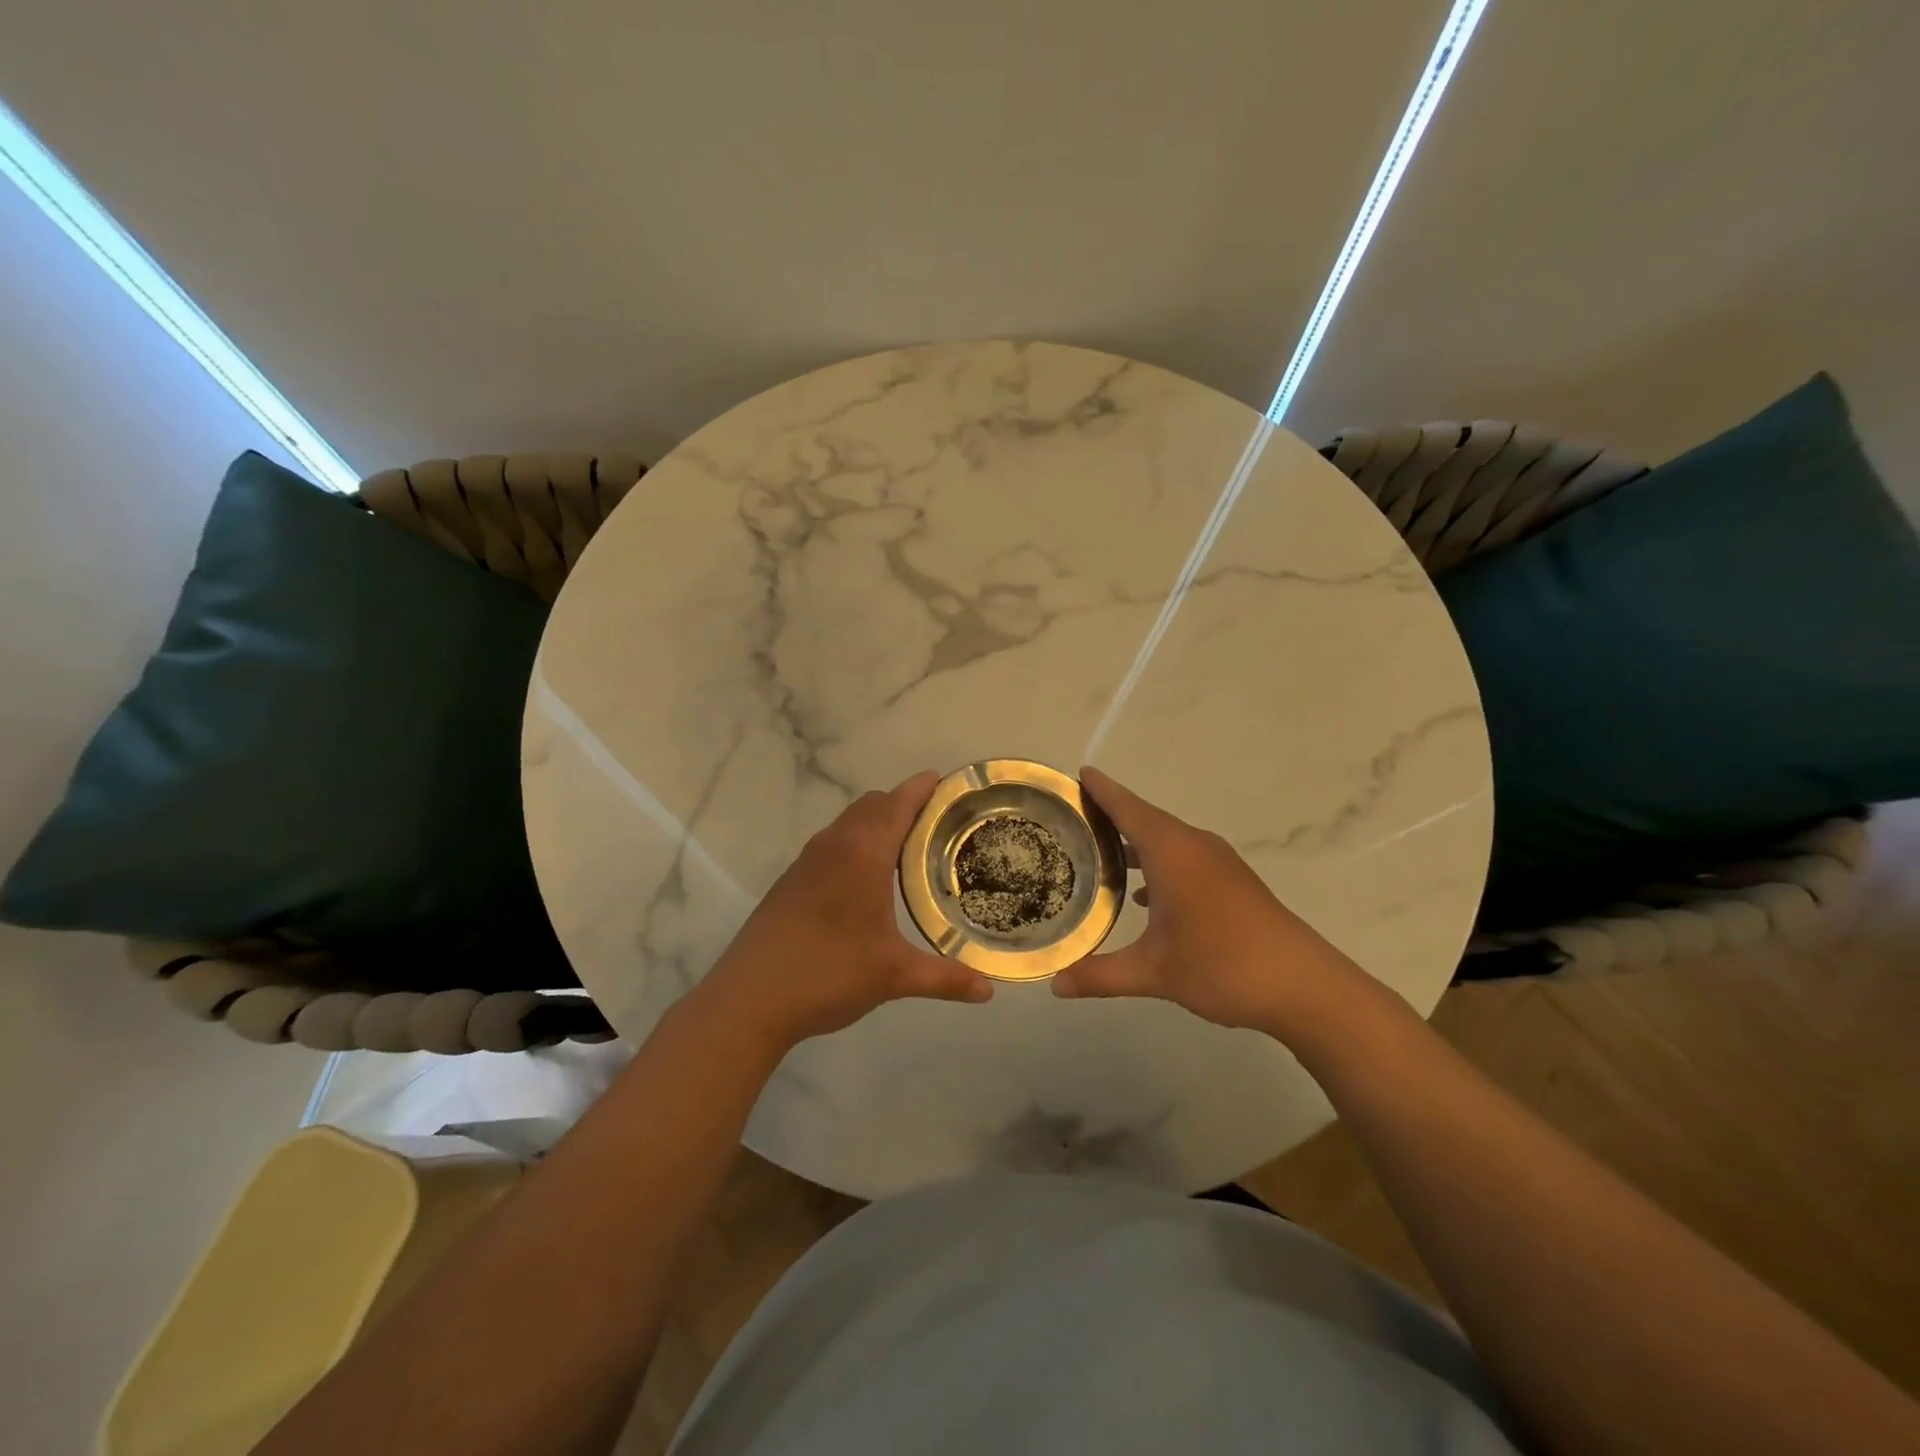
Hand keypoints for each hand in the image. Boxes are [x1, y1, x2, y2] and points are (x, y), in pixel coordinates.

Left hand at [692, 771, 993, 1050]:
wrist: (749, 999)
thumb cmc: (828, 973)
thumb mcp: (894, 976)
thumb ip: (944, 978)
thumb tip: (988, 990)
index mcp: (862, 854)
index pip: (897, 804)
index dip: (921, 788)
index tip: (945, 780)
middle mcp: (833, 845)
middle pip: (872, 805)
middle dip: (903, 804)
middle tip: (937, 822)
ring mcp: (807, 862)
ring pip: (848, 823)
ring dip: (876, 823)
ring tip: (907, 847)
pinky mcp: (791, 881)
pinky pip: (832, 843)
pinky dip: (855, 843)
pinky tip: (866, 880)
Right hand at [1052, 766, 1366, 1037]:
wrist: (1303, 985)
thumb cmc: (1222, 966)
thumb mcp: (1154, 973)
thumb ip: (1100, 975)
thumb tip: (1053, 984)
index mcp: (1172, 851)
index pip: (1126, 808)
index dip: (1101, 790)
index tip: (1076, 773)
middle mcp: (1194, 846)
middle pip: (1145, 818)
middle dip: (1110, 814)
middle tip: (1071, 818)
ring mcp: (1217, 862)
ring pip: (1166, 839)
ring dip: (1135, 841)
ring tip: (1098, 853)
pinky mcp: (1232, 881)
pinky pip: (1183, 857)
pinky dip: (1158, 863)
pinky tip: (1142, 896)